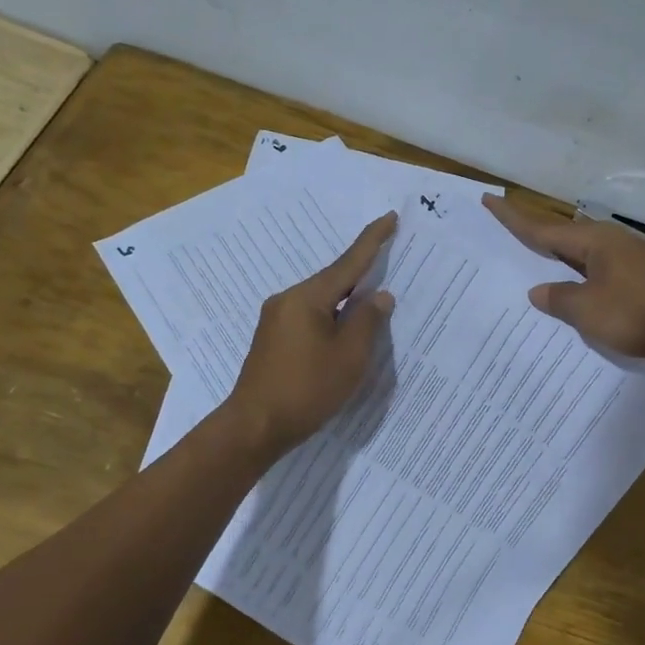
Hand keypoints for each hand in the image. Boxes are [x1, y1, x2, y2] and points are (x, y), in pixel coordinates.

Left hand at [225, 212, 397, 456]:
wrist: (254, 427)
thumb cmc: (307, 389)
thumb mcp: (349, 356)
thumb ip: (368, 321)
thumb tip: (379, 295)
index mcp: (307, 298)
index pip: (348, 263)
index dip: (372, 241)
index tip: (390, 217)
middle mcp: (287, 300)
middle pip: (333, 280)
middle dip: (361, 274)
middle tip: (389, 261)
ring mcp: (276, 319)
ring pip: (321, 301)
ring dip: (347, 302)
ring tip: (372, 305)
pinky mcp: (272, 339)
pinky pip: (310, 317)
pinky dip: (332, 318)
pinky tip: (344, 331)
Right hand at [481, 195, 644, 371]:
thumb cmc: (642, 315)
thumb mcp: (589, 311)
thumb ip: (560, 300)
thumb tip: (538, 291)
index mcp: (595, 242)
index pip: (542, 229)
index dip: (513, 218)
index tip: (489, 199)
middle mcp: (611, 245)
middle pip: (562, 239)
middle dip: (534, 239)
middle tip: (504, 236)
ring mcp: (629, 264)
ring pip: (581, 260)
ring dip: (557, 265)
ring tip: (531, 269)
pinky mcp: (641, 284)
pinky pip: (598, 278)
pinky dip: (579, 284)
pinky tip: (573, 299)